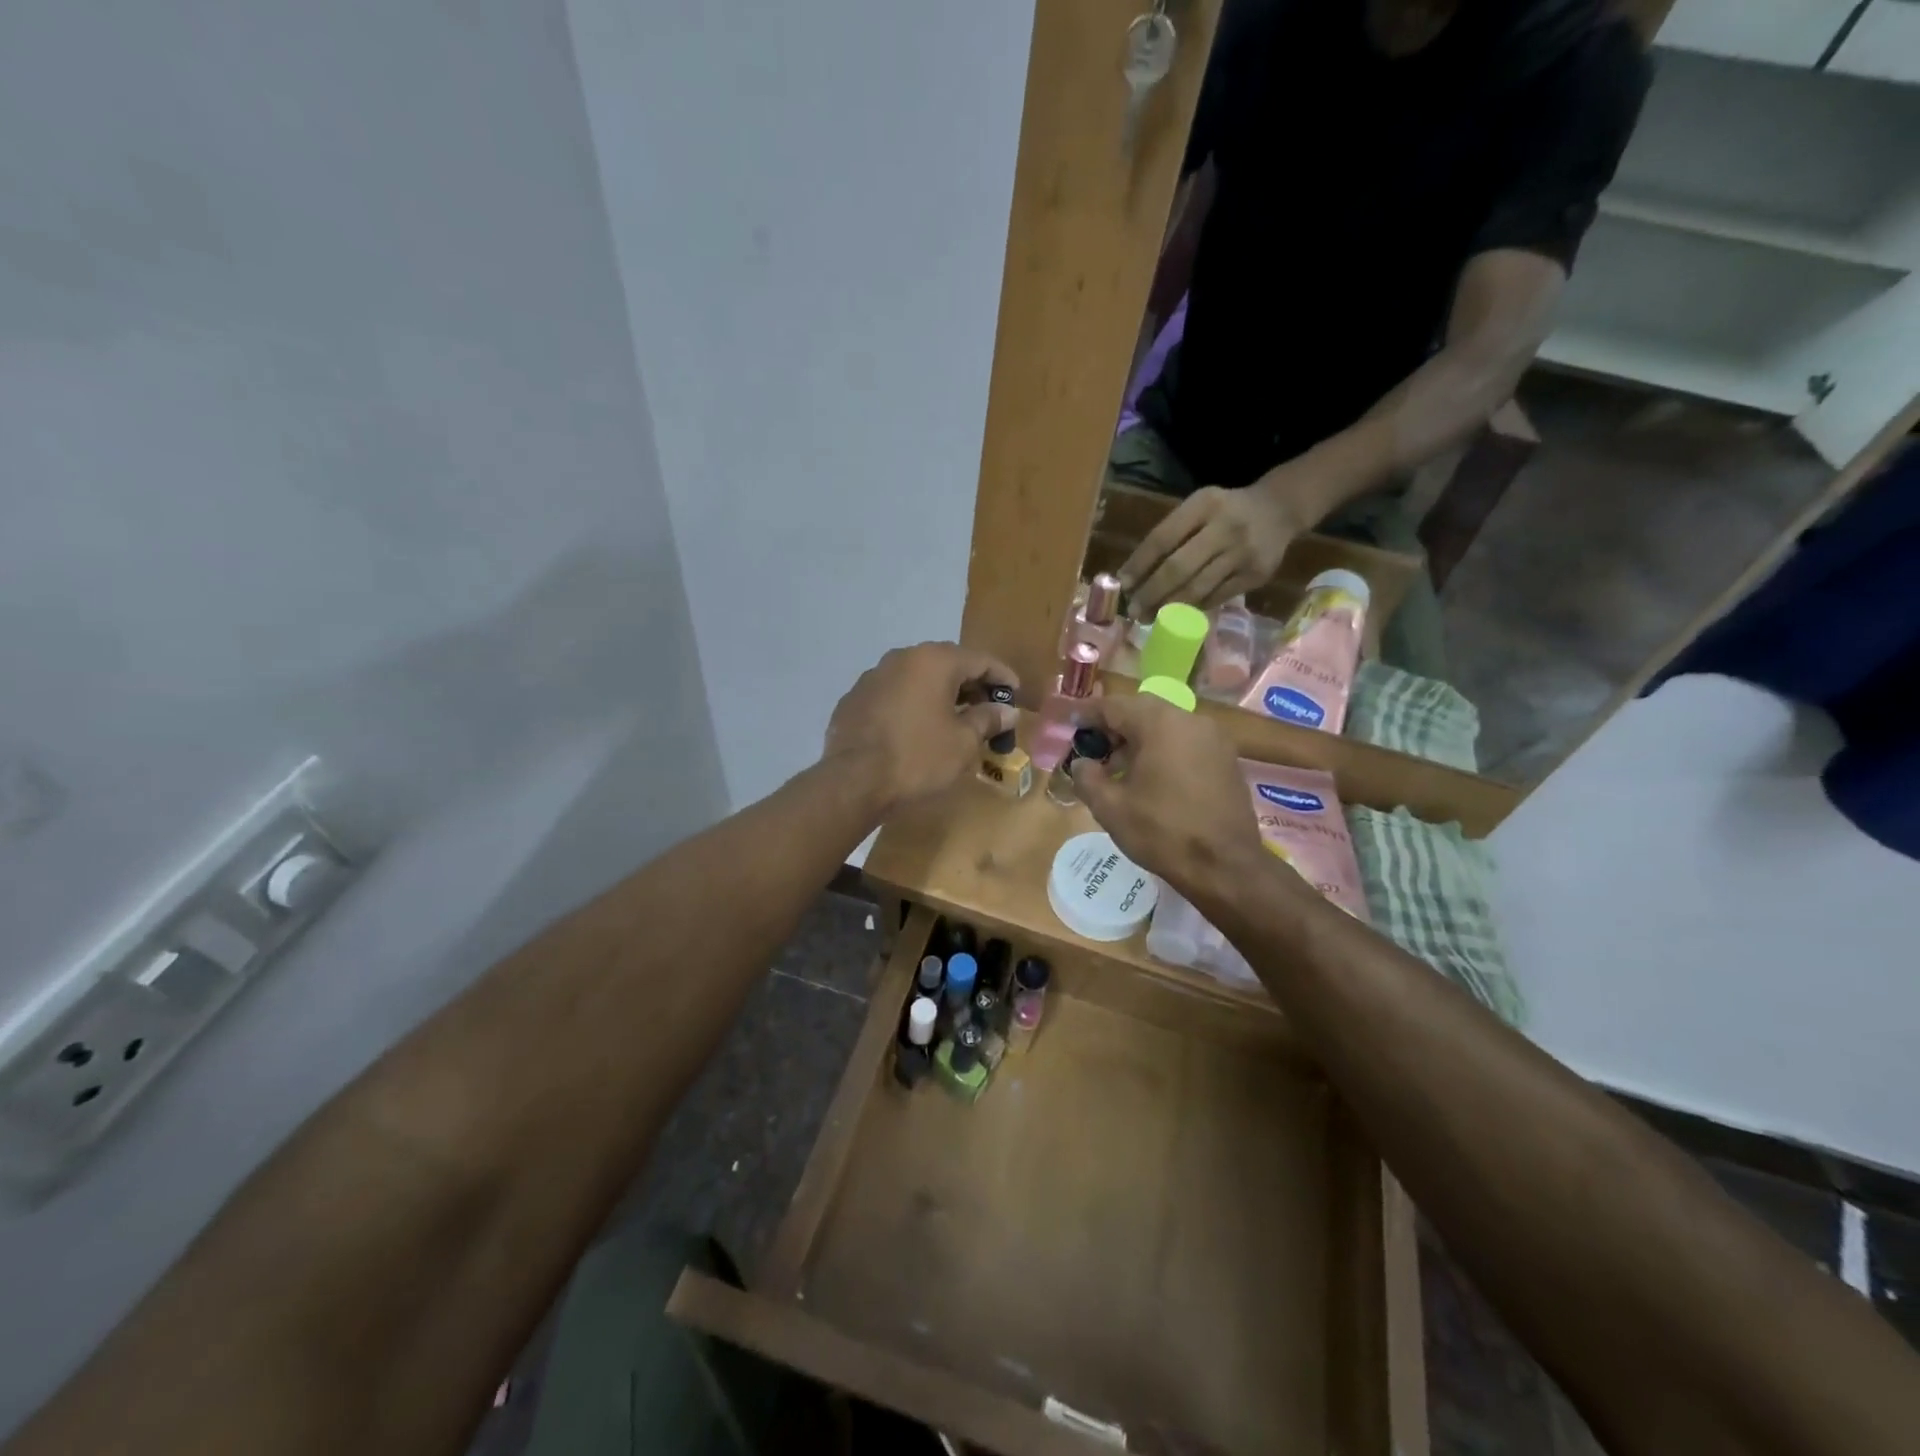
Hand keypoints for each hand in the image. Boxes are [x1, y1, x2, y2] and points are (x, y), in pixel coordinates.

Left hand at [823, 642, 1018, 815]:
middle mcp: (902, 658)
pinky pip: (893, 695)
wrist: (853, 781)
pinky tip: (917, 730)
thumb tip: (1007, 711)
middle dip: (971, 685)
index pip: (980, 659)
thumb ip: (988, 719)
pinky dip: (911, 706)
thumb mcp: (963, 742)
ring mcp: (873, 676)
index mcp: (934, 661)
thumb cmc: (918, 758)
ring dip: (939, 694)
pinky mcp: (854, 699)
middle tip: (988, 710)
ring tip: (954, 720)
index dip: (1002, 678)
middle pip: (947, 664)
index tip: (1016, 696)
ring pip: (917, 678)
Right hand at [1068, 692, 1276, 903]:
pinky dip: (1164, 750)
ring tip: (1119, 769)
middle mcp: (1190, 720)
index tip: (1070, 726)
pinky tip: (1151, 779)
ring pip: (1166, 725)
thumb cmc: (1162, 832)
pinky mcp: (1226, 759)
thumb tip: (1082, 763)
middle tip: (1094, 749)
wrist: (1225, 866)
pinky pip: (1186, 742)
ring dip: (1140, 739)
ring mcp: (1214, 739)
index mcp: (1160, 724)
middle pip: (1142, 710)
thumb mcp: (1110, 808)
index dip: (1088, 715)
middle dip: (1115, 726)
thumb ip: (1087, 777)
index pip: (1114, 706)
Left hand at [1118, 481, 1300, 616]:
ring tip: (1150, 617)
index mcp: (1204, 505)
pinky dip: (1195, 607)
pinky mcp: (1256, 575)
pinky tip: (1179, 614)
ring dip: (1169, 606)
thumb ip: (1172, 533)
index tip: (1122, 583)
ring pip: (1197, 588)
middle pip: (1178, 568)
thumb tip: (1134, 574)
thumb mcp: (1199, 508)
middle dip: (1151, 592)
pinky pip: (1217, 597)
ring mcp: (1243, 553)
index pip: (1162, 538)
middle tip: (1134, 610)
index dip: (1139, 564)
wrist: (1281, 510)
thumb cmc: (1226, 511)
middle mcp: (1225, 527)